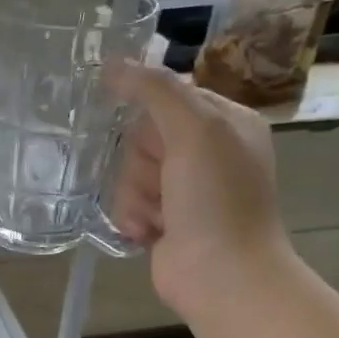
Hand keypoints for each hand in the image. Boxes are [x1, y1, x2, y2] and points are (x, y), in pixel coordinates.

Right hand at [106, 63, 294, 312]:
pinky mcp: (163, 220)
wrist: (222, 275)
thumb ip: (155, 90)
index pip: (167, 98)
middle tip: (164, 182)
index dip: (151, 119)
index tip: (155, 140)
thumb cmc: (216, 199)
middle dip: (142, 163)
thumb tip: (113, 61)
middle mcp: (205, 153)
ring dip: (135, 195)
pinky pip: (127, 203)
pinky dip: (133, 218)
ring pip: (129, 172)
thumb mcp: (194, 130)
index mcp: (225, 123)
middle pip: (141, 137)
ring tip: (159, 216)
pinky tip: (150, 233)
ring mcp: (183, 190)